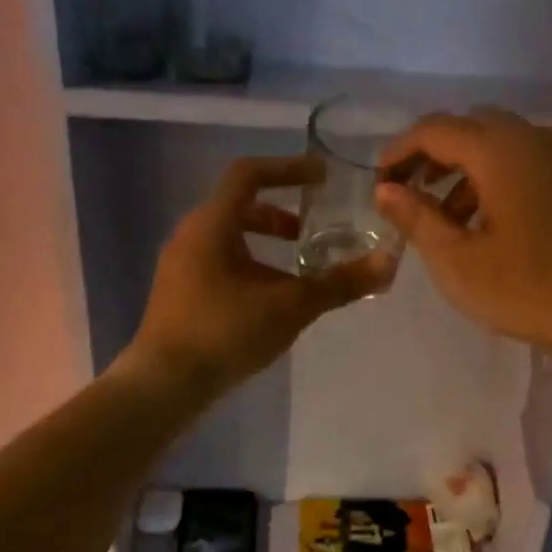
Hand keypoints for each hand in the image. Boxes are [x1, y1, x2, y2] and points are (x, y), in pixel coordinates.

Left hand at [126, 155, 386, 396]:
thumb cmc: (225, 332)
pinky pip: (217, 265)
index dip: (288, 168)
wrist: (165, 383)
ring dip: (263, 246)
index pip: (248, 173)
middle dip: (278, 215)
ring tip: (294, 274)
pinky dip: (247, 268)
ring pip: (227, 240)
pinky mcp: (178, 296)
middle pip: (237, 207)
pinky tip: (267, 304)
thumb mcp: (290, 306)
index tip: (322, 178)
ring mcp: (179, 267)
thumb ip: (338, 284)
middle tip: (308, 233)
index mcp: (211, 224)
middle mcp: (189, 236)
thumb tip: (387, 264)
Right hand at [374, 109, 551, 362]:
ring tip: (448, 223)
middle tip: (411, 198)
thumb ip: (418, 220)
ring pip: (503, 147)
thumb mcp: (460, 263)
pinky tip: (494, 227)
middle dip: (433, 157)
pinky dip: (499, 182)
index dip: (399, 152)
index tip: (378, 182)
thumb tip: (386, 190)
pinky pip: (530, 165)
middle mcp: (536, 138)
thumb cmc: (535, 289)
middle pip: (471, 129)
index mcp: (500, 149)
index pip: (435, 130)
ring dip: (466, 173)